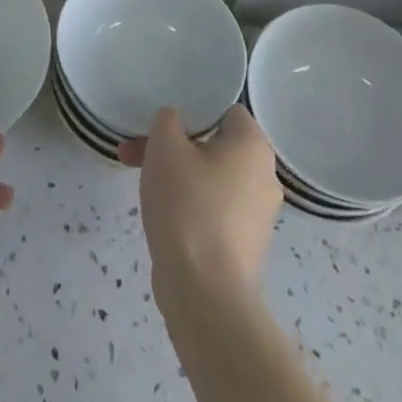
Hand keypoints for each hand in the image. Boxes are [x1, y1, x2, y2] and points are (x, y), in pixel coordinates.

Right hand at [120, 105, 280, 302]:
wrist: (204, 292)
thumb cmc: (187, 204)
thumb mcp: (165, 145)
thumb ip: (168, 119)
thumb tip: (175, 123)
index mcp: (254, 146)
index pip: (225, 110)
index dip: (192, 109)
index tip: (163, 121)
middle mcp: (265, 176)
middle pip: (214, 144)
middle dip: (173, 145)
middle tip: (136, 150)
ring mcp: (258, 215)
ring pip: (211, 177)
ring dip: (177, 173)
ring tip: (139, 179)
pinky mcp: (245, 245)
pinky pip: (214, 208)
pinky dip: (189, 203)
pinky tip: (161, 212)